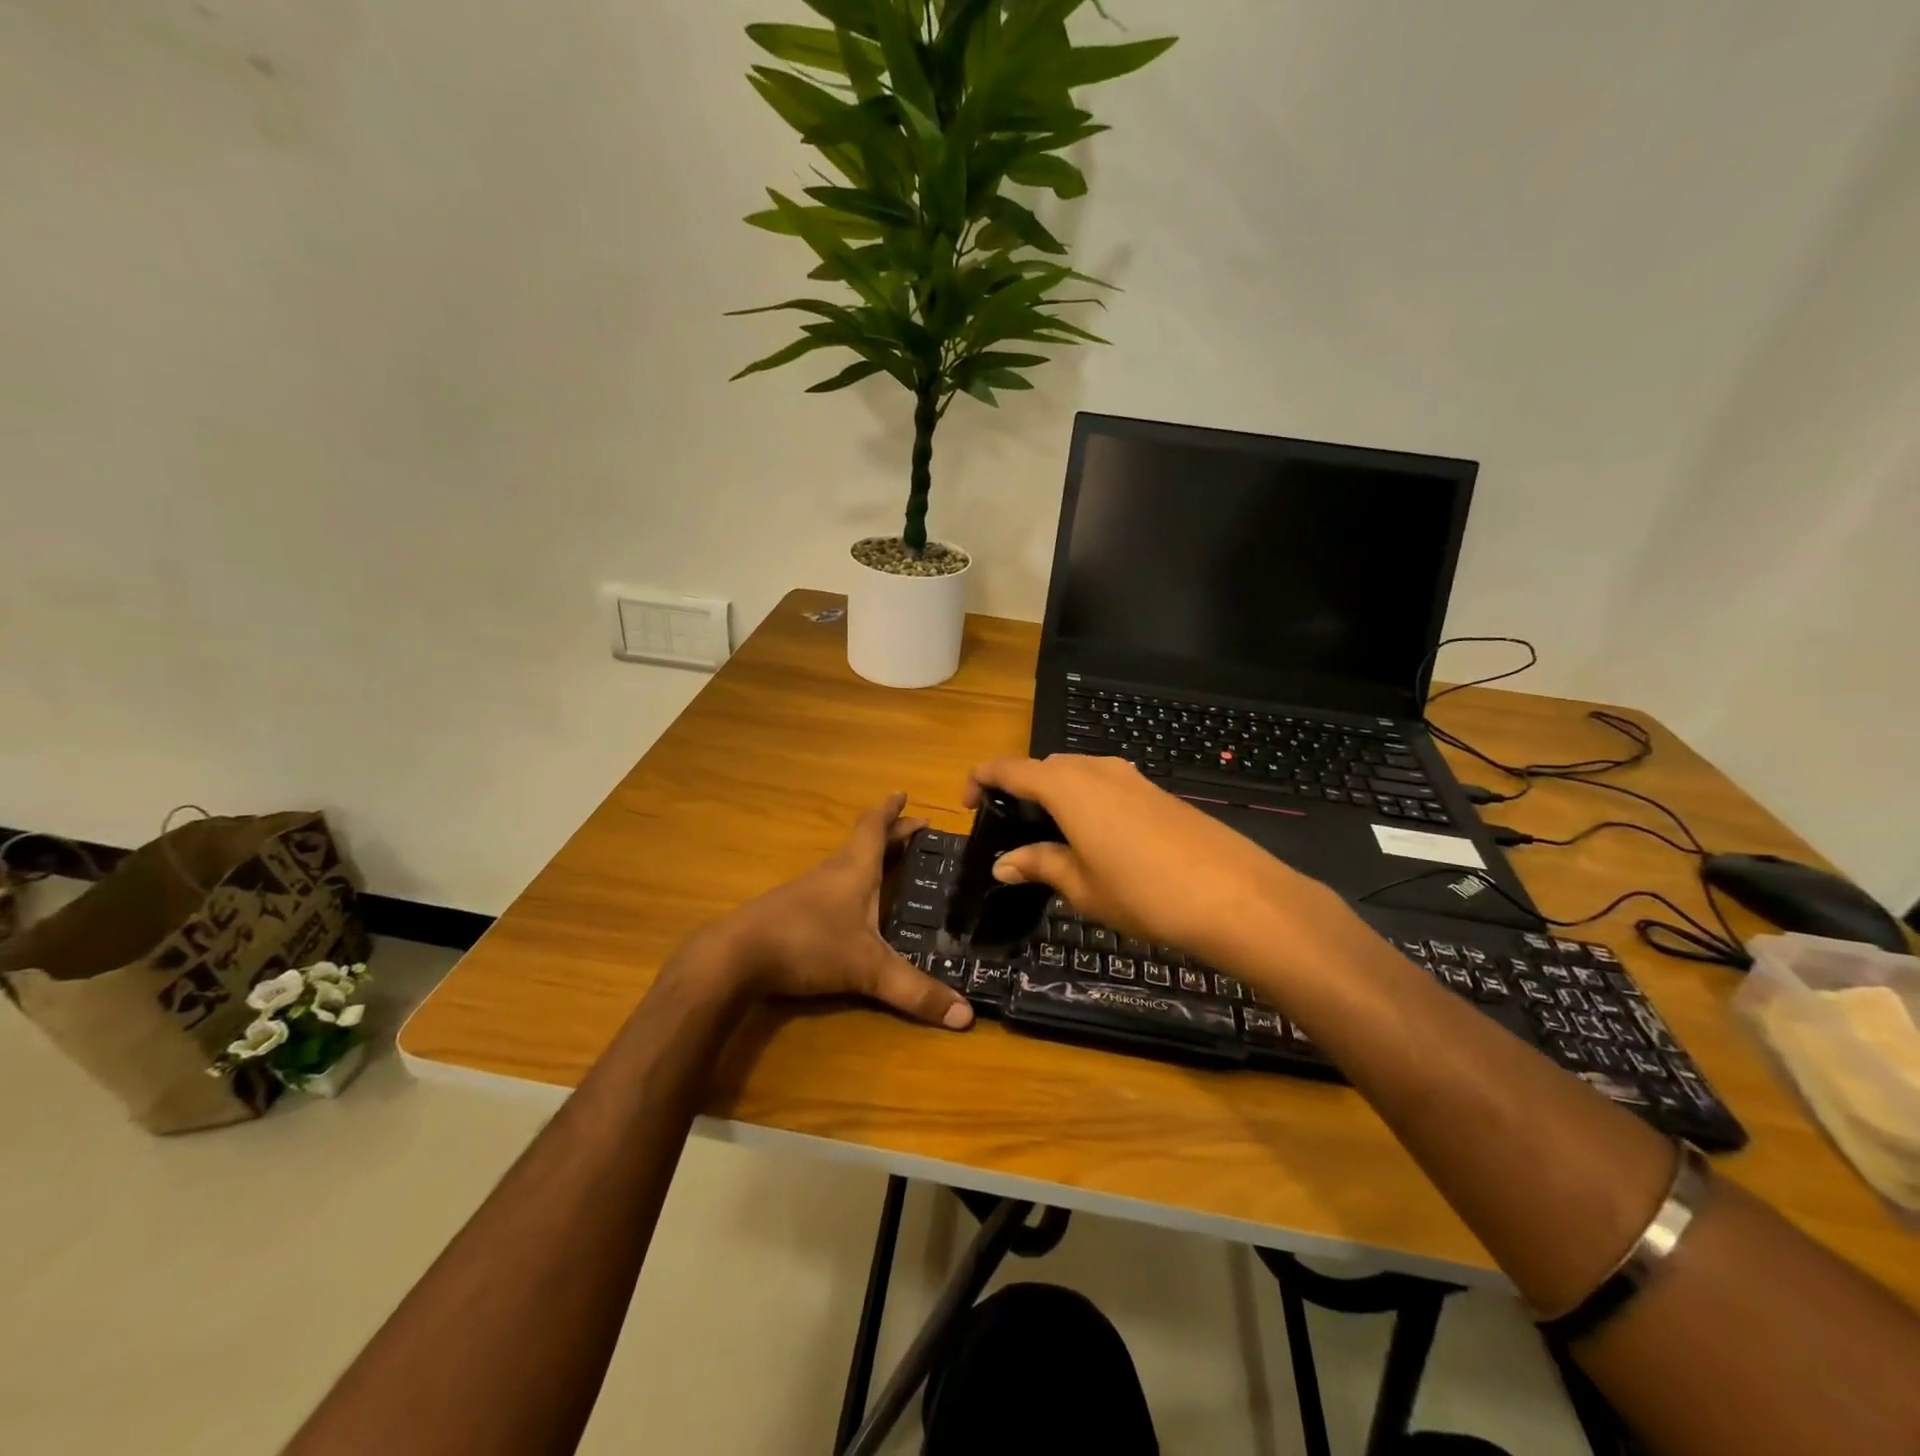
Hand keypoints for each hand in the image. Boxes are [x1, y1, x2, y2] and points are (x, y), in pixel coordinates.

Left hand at [706, 793, 973, 1029]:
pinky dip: (852, 885)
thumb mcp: (868, 969)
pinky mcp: (792, 911)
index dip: (892, 810)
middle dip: (892, 835)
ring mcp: (809, 891)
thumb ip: (915, 992)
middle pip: (865, 843)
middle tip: (917, 831)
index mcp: (855, 869)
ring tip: (893, 865)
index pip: (876, 827)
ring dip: (871, 859)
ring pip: (847, 864)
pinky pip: (833, 887)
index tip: (904, 793)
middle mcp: (833, 872)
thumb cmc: (809, 943)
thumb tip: (966, 1017)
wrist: (736, 957)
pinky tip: (855, 907)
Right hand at [966, 756, 1345, 970]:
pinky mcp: (1157, 792)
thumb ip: (1039, 865)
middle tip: (1010, 830)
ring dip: (1055, 795)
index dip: (981, 780)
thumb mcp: (1082, 885)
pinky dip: (1086, 801)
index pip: (1010, 769)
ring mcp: (1131, 777)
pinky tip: (1094, 839)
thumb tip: (1003, 863)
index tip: (967, 804)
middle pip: (1044, 767)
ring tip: (1049, 837)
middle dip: (1020, 790)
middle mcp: (1096, 770)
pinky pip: (1106, 785)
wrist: (1234, 895)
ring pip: (1077, 774)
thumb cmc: (1143, 892)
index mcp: (1067, 786)